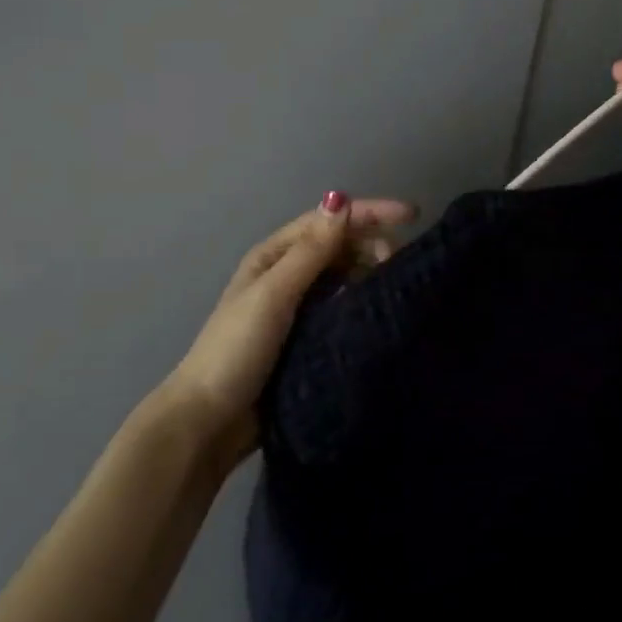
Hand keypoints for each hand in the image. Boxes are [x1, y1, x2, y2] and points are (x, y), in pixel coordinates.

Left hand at [161, 193, 415, 469]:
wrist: (209, 421)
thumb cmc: (237, 350)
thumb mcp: (273, 295)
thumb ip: (309, 252)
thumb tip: (341, 200)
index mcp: (273, 256)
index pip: (327, 221)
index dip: (369, 212)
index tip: (412, 215)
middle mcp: (286, 274)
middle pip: (337, 245)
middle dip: (371, 242)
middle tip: (399, 262)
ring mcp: (296, 307)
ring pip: (342, 275)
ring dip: (368, 270)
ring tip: (395, 284)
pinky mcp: (306, 337)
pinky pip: (341, 306)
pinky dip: (360, 300)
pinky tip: (378, 309)